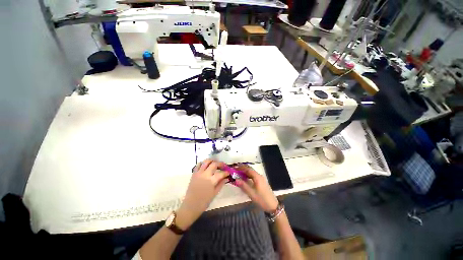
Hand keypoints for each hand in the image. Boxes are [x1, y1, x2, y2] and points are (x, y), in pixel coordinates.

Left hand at [176, 159, 228, 229]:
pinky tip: (206, 165)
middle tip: (223, 166)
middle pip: (214, 164)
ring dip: (212, 161)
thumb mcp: (215, 193)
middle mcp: (205, 174)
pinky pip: (198, 164)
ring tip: (215, 163)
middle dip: (220, 164)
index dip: (226, 172)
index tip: (228, 172)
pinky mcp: (194, 173)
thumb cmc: (204, 201)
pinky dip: (203, 163)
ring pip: (206, 161)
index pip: (221, 173)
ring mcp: (199, 173)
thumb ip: (221, 184)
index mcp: (211, 181)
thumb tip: (226, 178)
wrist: (191, 205)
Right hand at [234, 164, 278, 212]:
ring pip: (252, 173)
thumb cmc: (262, 199)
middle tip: (235, 170)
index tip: (235, 168)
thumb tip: (236, 179)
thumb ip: (243, 185)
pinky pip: (254, 176)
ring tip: (238, 174)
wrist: (273, 206)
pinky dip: (248, 176)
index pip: (248, 169)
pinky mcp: (262, 182)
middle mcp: (260, 176)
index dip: (241, 168)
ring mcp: (261, 179)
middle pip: (250, 170)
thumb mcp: (251, 193)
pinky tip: (245, 179)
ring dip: (245, 172)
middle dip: (243, 169)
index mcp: (257, 177)